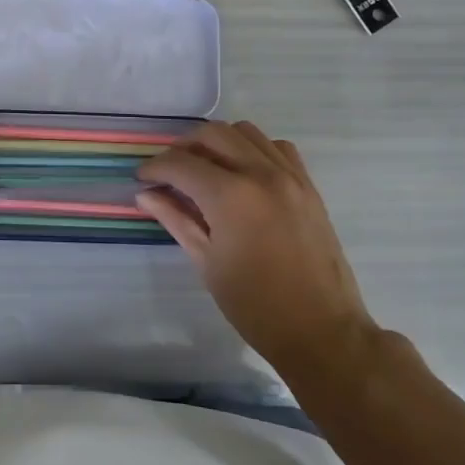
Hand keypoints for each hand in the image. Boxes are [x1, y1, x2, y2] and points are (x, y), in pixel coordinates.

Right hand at [136, 123, 376, 382]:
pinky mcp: (308, 186)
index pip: (181, 164)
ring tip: (204, 168)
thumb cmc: (255, 305)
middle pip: (212, 134)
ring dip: (218, 142)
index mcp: (230, 196)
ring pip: (245, 132)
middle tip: (169, 172)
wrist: (322, 331)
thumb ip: (175, 219)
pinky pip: (276, 147)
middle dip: (183, 148)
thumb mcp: (206, 262)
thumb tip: (145, 194)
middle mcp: (261, 173)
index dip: (155, 168)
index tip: (142, 179)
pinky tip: (243, 174)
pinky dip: (253, 149)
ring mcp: (290, 176)